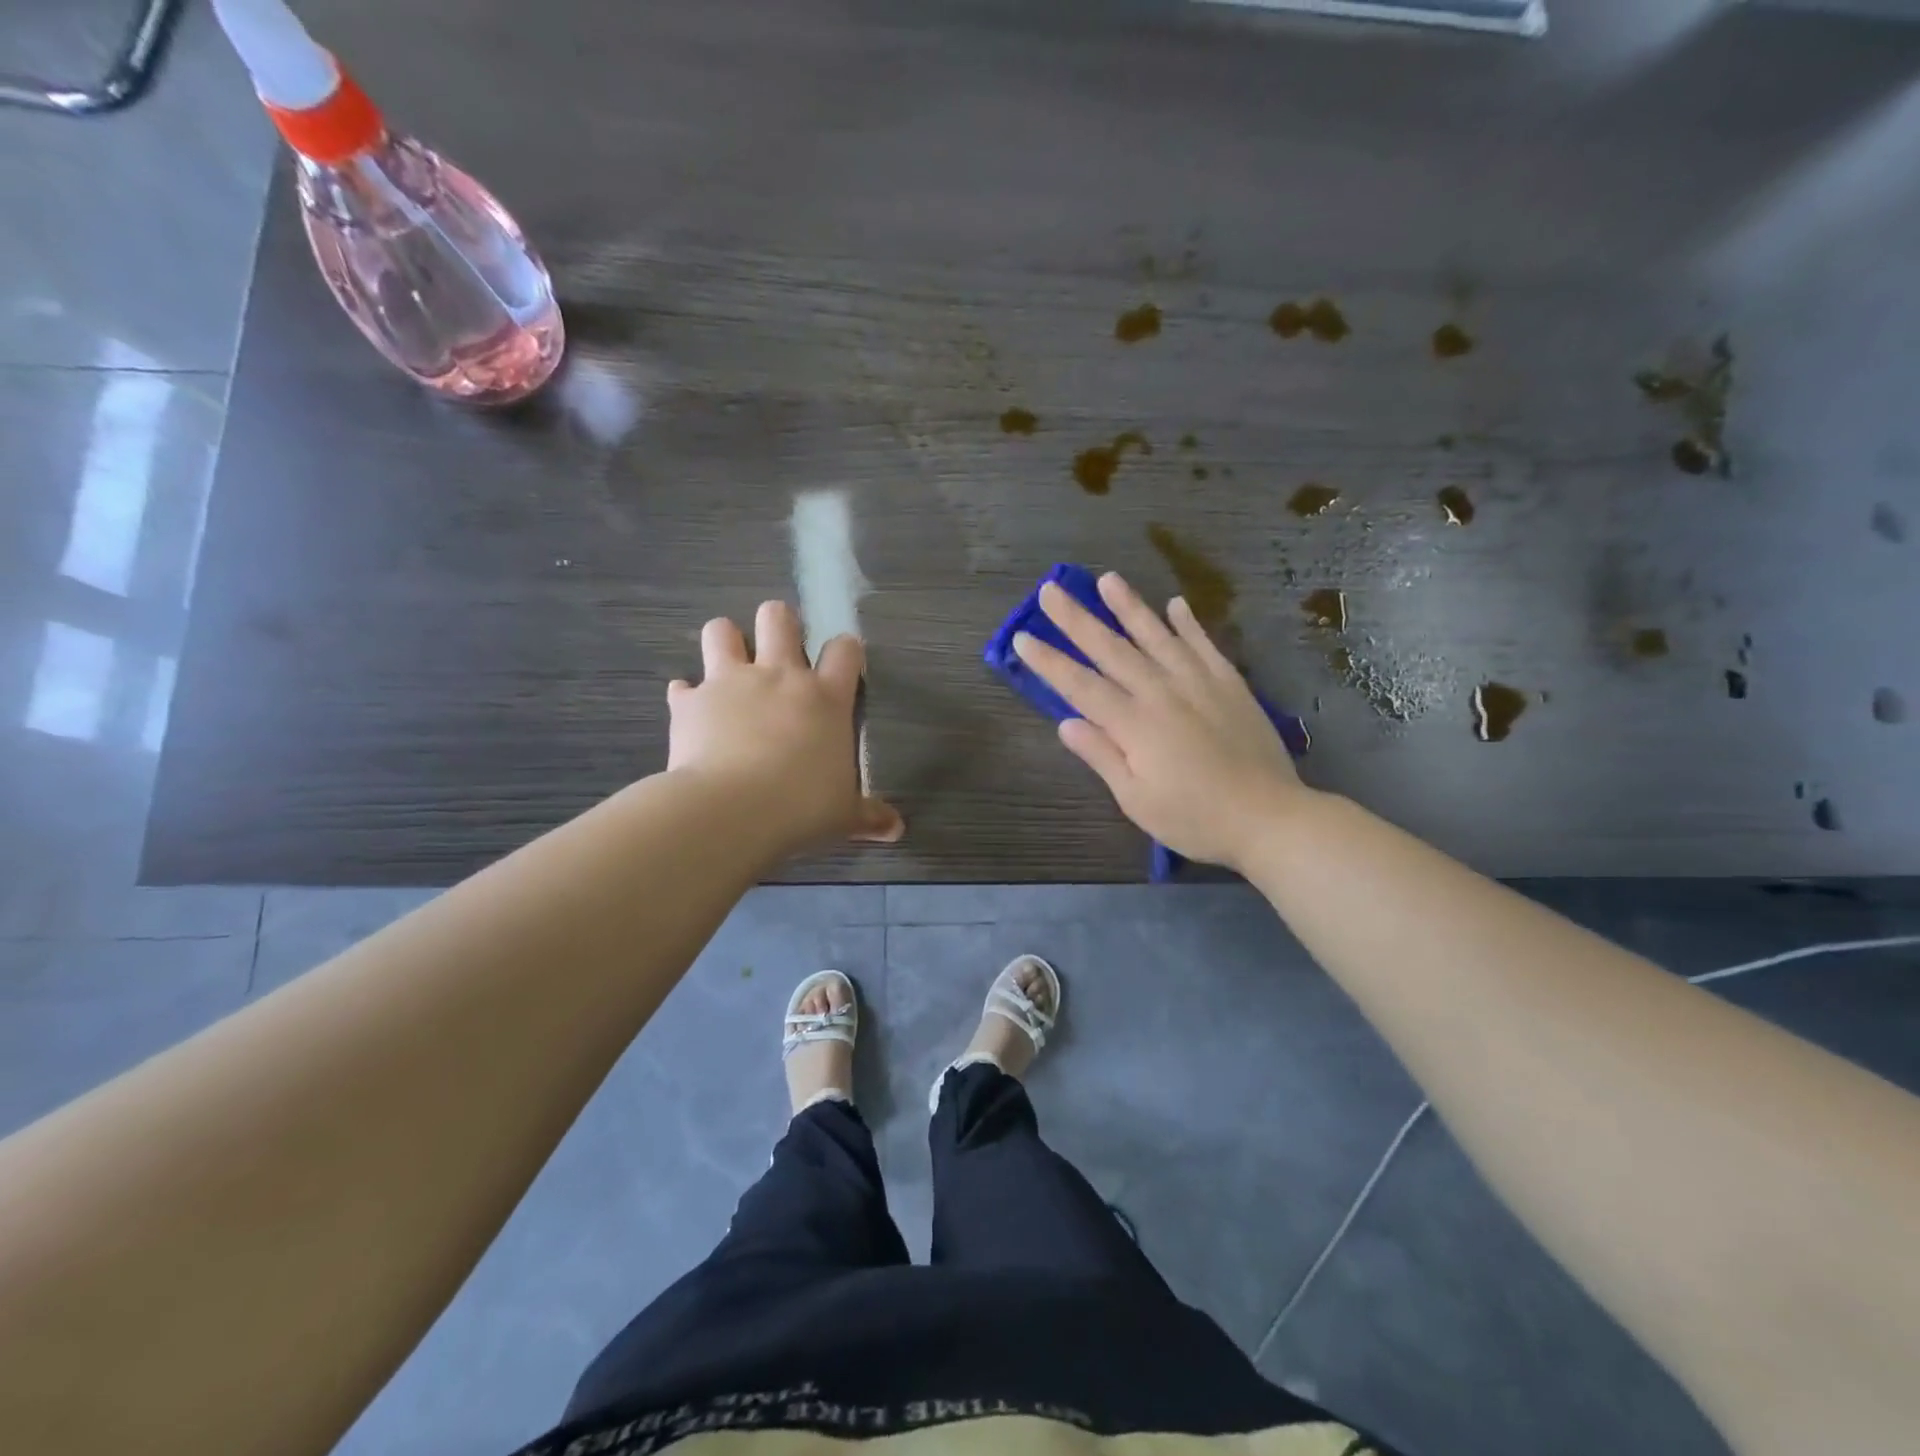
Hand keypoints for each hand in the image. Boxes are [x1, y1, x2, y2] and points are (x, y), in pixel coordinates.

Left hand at [667, 602, 903, 852]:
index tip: (843, 665)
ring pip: (722, 631)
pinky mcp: (690, 701)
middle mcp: (779, 676)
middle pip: (778, 618)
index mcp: (825, 697)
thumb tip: (896, 829)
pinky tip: (692, 714)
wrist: (730, 811)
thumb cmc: (801, 807)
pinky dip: (688, 697)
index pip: (844, 650)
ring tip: (730, 666)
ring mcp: (730, 683)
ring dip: (726, 642)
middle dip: (780, 624)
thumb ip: (869, 815)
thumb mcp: (843, 815)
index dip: (845, 650)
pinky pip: (683, 687)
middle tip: (780, 651)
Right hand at [1013, 573, 1305, 871]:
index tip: (1022, 638)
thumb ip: (1102, 756)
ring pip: (1156, 635)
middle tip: (1049, 590)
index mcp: (1134, 724)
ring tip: (1107, 578)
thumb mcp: (1137, 800)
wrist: (1269, 818)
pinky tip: (1175, 604)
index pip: (1080, 686)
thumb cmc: (1195, 819)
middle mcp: (1161, 692)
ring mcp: (1199, 683)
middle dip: (1076, 619)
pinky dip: (1189, 623)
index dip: (1049, 662)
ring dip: (1129, 606)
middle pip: (1111, 650)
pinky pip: (1204, 644)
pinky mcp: (1230, 684)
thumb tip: (1066, 722)